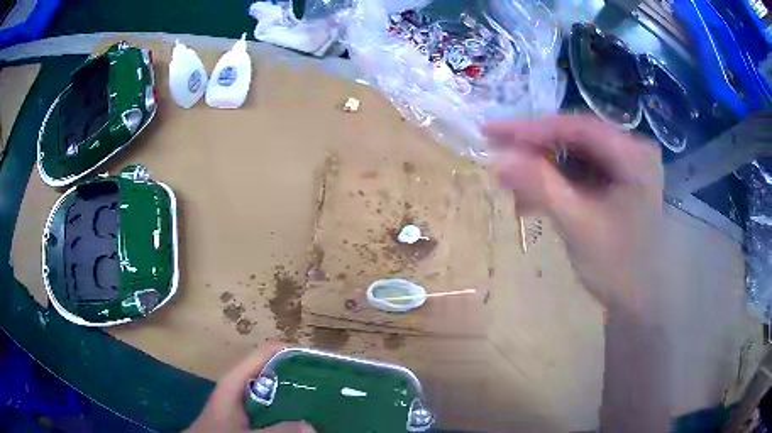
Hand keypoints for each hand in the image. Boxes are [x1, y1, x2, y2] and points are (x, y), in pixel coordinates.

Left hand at [185, 343, 315, 432]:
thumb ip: (276, 431)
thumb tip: (312, 426)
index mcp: (237, 379)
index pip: (268, 352)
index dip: (295, 353)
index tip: (323, 364)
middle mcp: (244, 385)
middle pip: (277, 371)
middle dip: (304, 377)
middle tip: (333, 387)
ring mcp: (247, 401)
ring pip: (278, 391)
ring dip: (300, 396)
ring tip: (327, 402)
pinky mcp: (251, 416)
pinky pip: (275, 409)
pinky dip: (291, 412)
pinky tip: (307, 422)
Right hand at [485, 114, 663, 313]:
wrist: (640, 300)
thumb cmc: (618, 266)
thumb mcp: (578, 225)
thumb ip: (540, 187)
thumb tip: (498, 160)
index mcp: (633, 155)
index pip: (577, 128)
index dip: (532, 129)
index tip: (492, 132)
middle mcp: (631, 151)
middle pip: (575, 139)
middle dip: (535, 150)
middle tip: (495, 152)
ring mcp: (624, 167)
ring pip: (574, 156)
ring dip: (542, 170)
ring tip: (510, 185)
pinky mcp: (616, 183)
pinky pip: (580, 174)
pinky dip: (555, 184)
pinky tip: (532, 200)